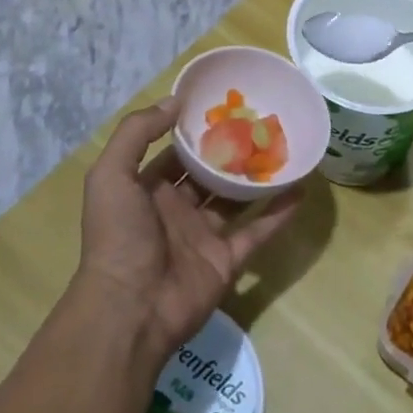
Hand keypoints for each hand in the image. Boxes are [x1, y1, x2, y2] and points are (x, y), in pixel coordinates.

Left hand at [74, 100, 301, 363]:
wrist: (131, 310)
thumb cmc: (119, 236)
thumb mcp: (111, 175)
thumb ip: (137, 133)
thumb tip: (175, 101)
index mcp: (148, 189)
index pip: (175, 153)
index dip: (195, 130)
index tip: (224, 104)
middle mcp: (176, 209)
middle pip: (208, 173)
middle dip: (230, 150)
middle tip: (261, 121)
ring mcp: (203, 236)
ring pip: (235, 199)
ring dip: (256, 177)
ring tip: (284, 147)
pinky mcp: (227, 260)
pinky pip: (258, 231)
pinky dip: (278, 212)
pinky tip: (301, 188)